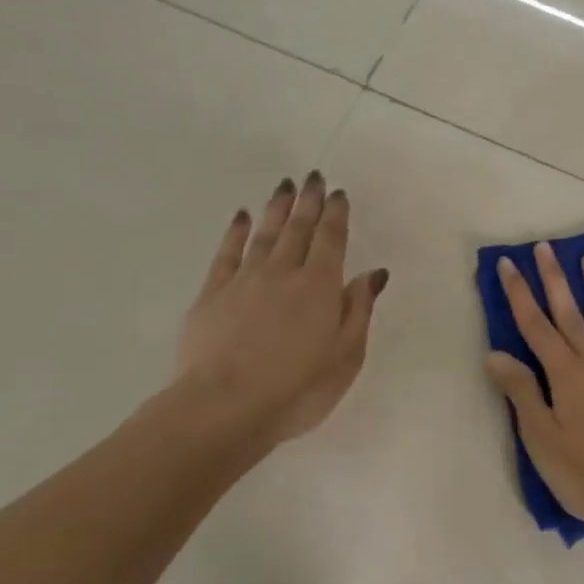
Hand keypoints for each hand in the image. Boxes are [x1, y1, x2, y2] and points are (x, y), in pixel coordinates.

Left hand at [175, 172, 388, 445]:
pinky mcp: (212, 294)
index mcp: (320, 287)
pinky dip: (235, 232)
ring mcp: (244, 280)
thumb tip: (372, 273)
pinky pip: (226, 253)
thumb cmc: (298, 388)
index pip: (331, 240)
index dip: (336, 214)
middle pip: (298, 229)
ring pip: (264, 234)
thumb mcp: (346, 356)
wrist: (224, 408)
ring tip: (284, 186)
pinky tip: (240, 216)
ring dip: (276, 208)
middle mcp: (284, 273)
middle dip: (308, 201)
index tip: (338, 193)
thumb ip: (358, 309)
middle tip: (313, 176)